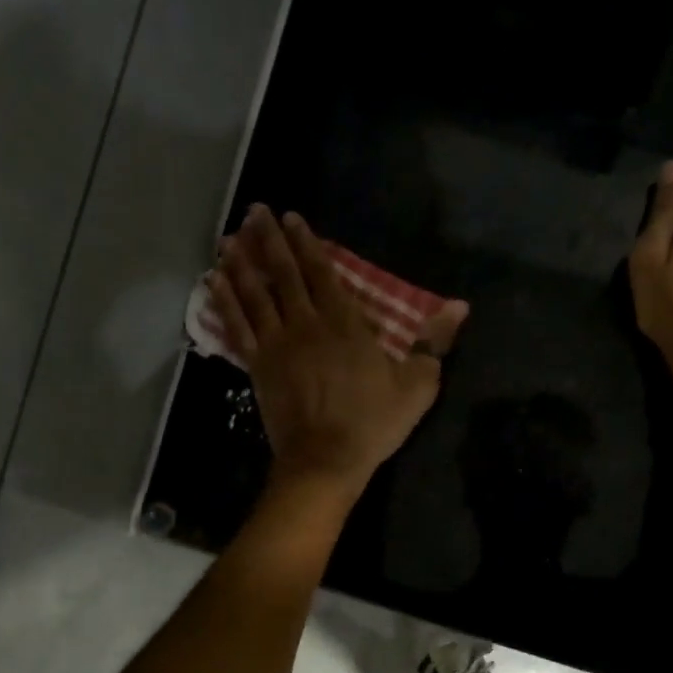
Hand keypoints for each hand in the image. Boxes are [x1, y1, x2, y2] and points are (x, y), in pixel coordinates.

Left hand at [210, 205, 467, 502]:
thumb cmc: (373, 422)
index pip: (322, 272)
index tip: (291, 218)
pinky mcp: (257, 366)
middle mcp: (307, 323)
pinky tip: (212, 282)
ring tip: (229, 238)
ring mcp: (277, 344)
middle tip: (254, 212)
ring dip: (242, 263)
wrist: (326, 460)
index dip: (307, 243)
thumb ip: (433, 342)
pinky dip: (224, 302)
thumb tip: (459, 307)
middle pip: (284, 274)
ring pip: (255, 294)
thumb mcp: (416, 384)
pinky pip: (237, 326)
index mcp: (345, 323)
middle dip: (269, 240)